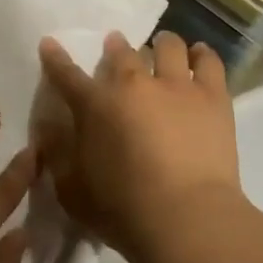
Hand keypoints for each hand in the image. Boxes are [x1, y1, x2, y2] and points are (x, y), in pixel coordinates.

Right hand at [36, 29, 246, 262]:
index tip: (49, 44)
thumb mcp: (70, 189)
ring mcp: (176, 86)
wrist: (185, 218)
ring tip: (162, 46)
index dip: (55, 58)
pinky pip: (209, 62)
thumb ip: (57, 154)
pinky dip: (201, 54)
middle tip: (116, 47)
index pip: (66, 75)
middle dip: (115, 46)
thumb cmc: (121, 209)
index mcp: (94, 106)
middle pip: (121, 53)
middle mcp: (133, 85)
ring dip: (161, 44)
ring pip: (168, 47)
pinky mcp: (213, 97)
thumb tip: (49, 128)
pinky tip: (198, 55)